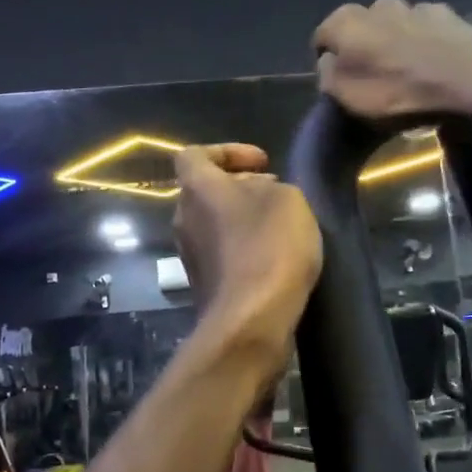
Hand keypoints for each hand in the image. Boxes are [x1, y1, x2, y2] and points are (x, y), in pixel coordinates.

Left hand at [172, 145, 321, 334]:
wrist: (251, 320)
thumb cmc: (269, 247)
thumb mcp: (288, 199)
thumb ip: (270, 186)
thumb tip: (258, 193)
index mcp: (197, 189)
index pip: (194, 154)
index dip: (227, 151)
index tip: (262, 162)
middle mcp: (183, 218)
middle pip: (205, 191)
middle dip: (239, 186)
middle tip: (274, 191)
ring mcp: (189, 255)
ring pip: (212, 224)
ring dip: (241, 219)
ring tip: (277, 225)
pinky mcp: (202, 285)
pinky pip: (220, 254)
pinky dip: (242, 248)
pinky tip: (272, 258)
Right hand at [313, 0, 471, 120]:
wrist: (470, 84)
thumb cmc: (398, 94)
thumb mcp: (347, 97)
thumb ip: (329, 76)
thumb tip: (329, 62)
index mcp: (347, 21)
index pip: (324, 36)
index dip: (328, 60)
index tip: (339, 82)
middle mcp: (379, 4)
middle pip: (363, 26)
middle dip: (365, 46)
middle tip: (376, 77)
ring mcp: (418, 7)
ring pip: (398, 24)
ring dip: (399, 41)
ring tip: (410, 72)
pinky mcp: (451, 16)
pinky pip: (429, 29)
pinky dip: (428, 42)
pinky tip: (437, 65)